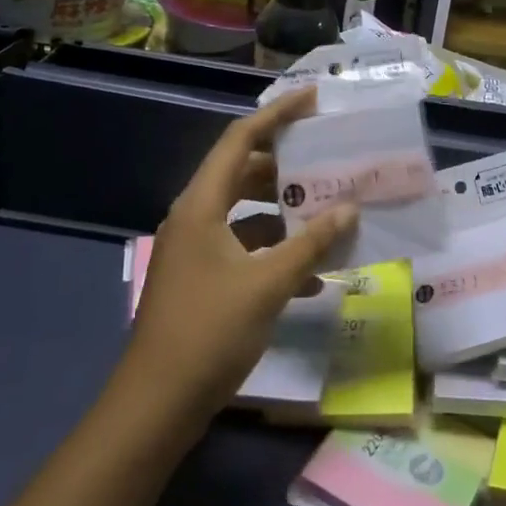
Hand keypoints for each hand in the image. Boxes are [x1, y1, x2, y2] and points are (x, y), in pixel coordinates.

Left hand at [124, 87, 358, 424]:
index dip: (277, 114)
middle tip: (327, 156)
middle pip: (243, 172)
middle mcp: (195, 217)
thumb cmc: (209, 333)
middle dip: (286, 164)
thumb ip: (310, 244)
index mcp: (202, 205)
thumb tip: (349, 209)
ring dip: (284, 211)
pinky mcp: (203, 279)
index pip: (240, 139)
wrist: (156, 406)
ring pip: (246, 212)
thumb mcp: (268, 285)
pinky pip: (244, 247)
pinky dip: (275, 251)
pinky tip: (312, 274)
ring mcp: (196, 250)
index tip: (313, 99)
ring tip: (328, 210)